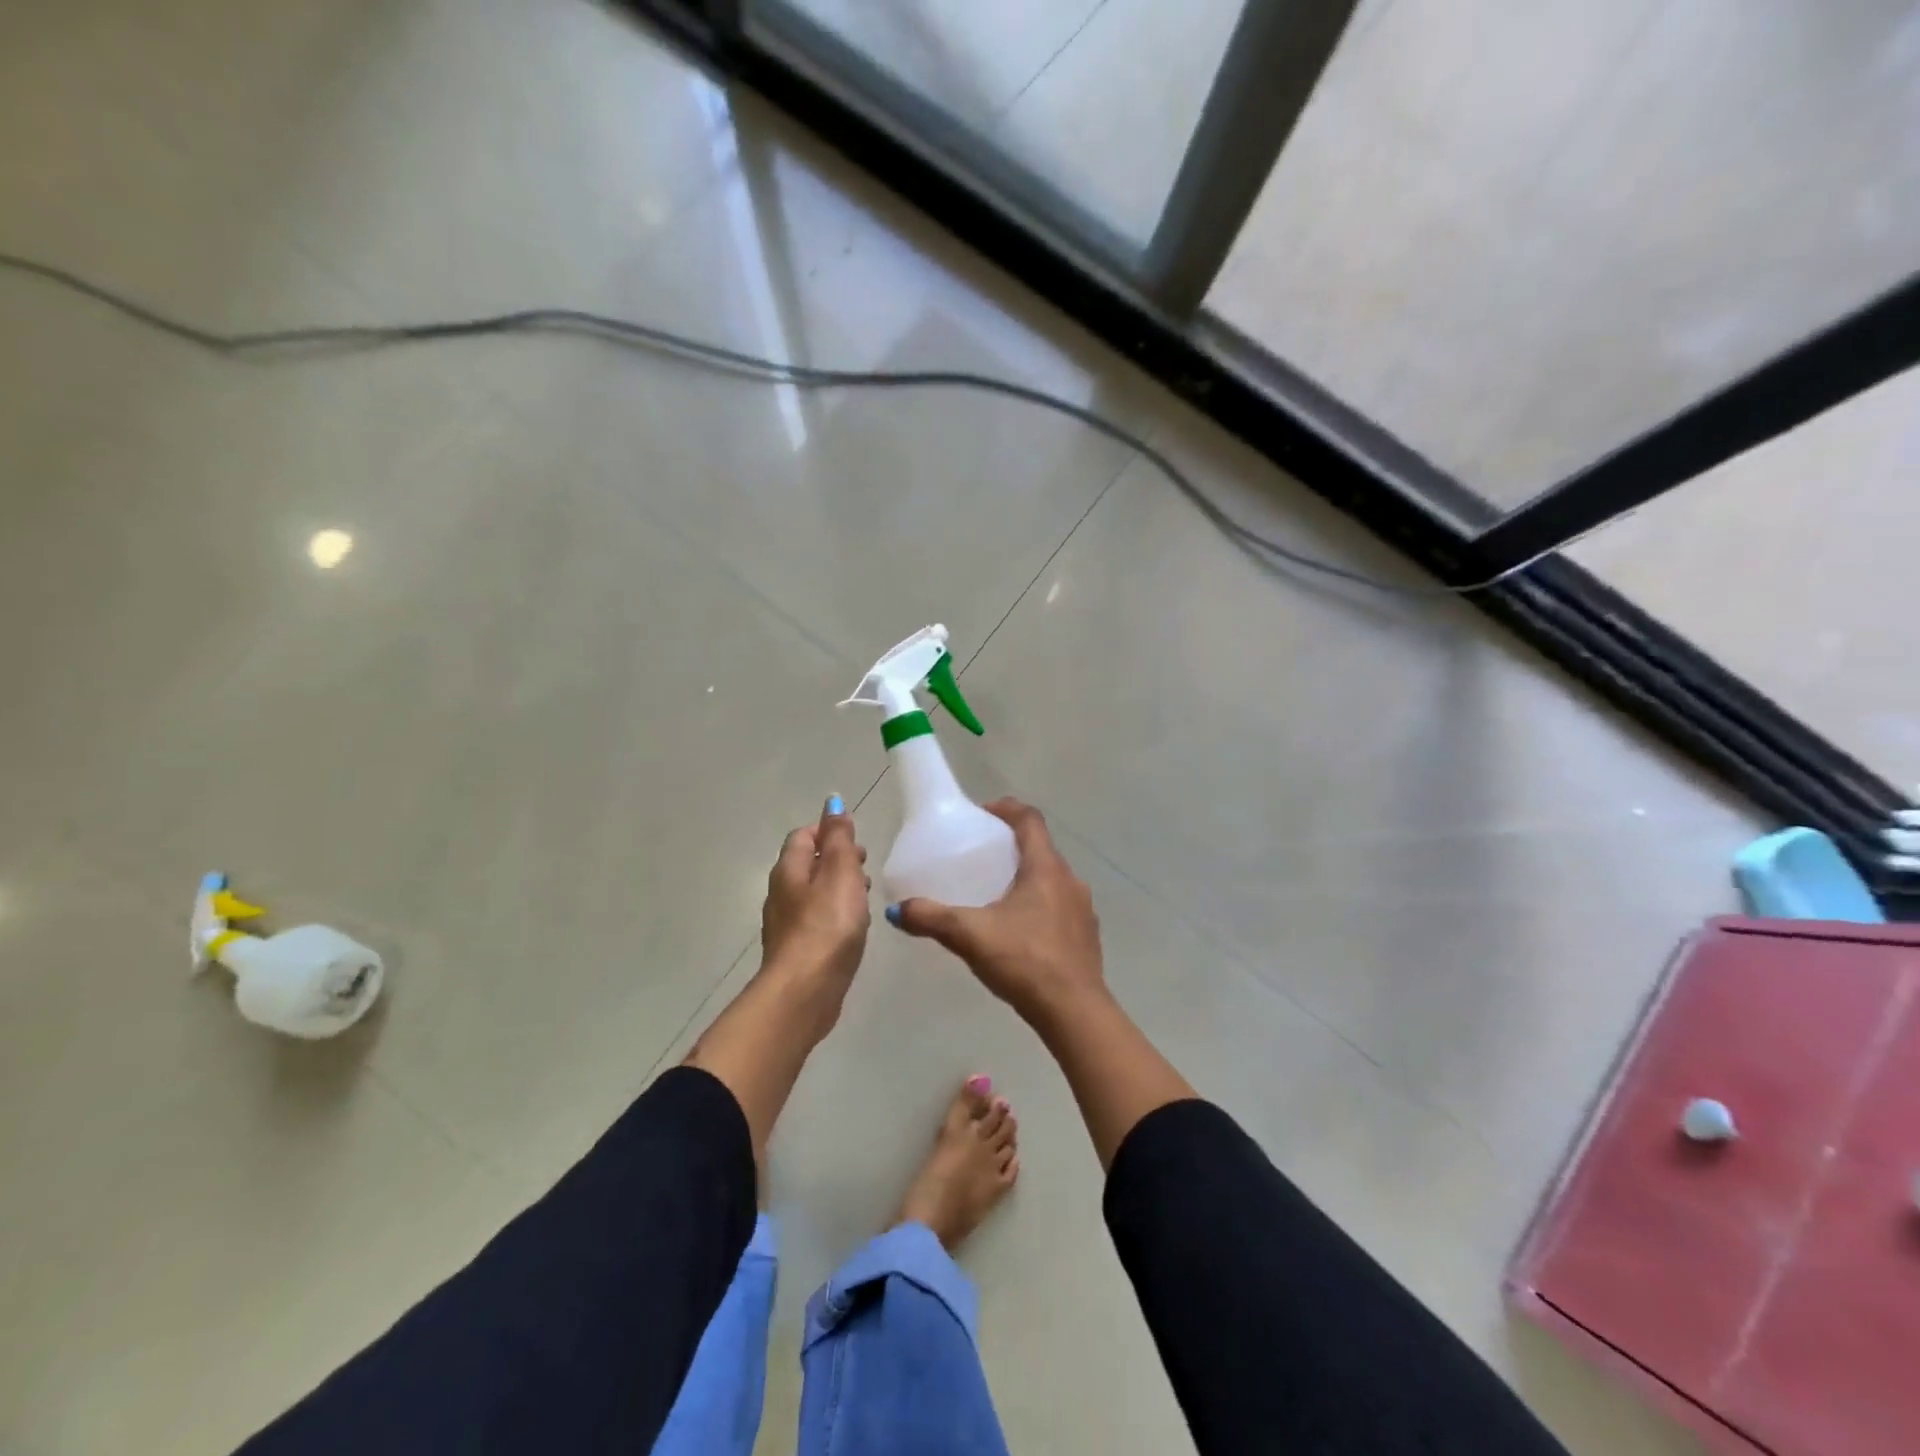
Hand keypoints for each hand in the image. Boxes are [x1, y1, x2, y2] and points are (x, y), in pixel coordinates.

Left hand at [761, 797, 870, 995]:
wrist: (805, 991)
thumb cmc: (827, 925)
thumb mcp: (840, 872)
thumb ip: (839, 838)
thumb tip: (832, 802)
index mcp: (788, 870)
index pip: (803, 836)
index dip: (827, 831)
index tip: (855, 840)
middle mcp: (781, 893)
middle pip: (806, 864)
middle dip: (835, 859)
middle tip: (865, 865)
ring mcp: (786, 924)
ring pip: (813, 893)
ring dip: (837, 887)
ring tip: (865, 894)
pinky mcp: (797, 951)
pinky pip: (816, 920)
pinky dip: (835, 913)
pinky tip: (853, 926)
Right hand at [890, 799, 1105, 1027]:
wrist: (1074, 1012)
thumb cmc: (1025, 961)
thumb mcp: (970, 936)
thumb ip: (932, 918)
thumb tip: (897, 910)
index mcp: (1046, 868)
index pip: (1030, 819)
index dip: (1006, 808)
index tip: (981, 814)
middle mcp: (1070, 880)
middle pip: (1040, 848)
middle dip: (1010, 846)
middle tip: (979, 857)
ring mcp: (1083, 909)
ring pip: (1051, 879)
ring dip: (1026, 877)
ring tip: (994, 895)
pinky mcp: (1087, 935)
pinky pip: (1060, 906)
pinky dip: (1038, 905)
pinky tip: (1018, 931)